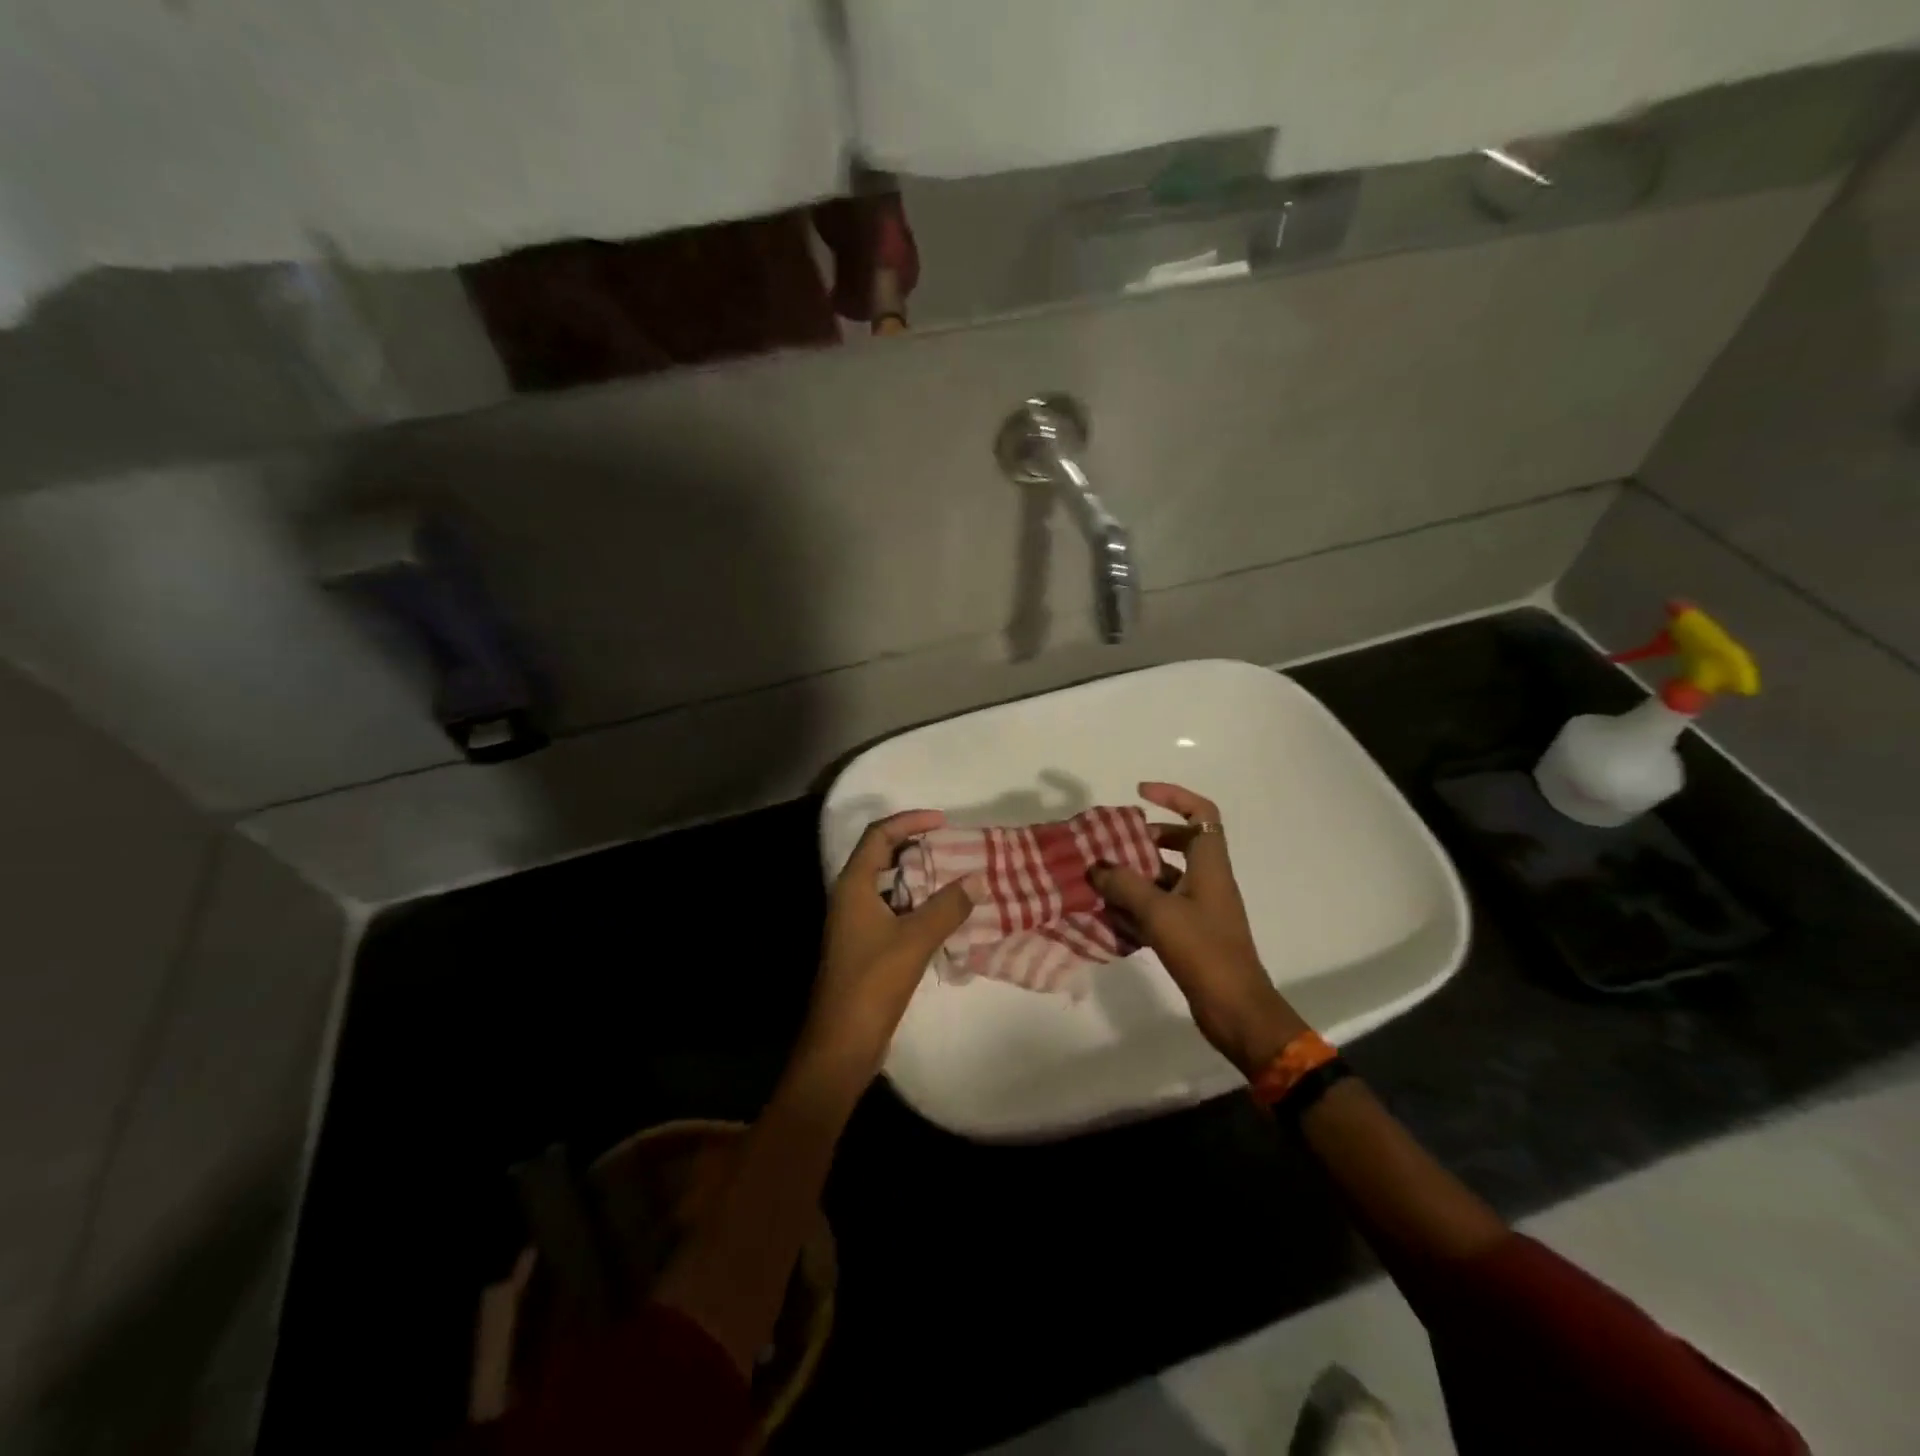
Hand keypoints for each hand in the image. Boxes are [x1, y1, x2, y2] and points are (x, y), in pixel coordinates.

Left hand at [801, 811, 974, 1083]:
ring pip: (890, 886)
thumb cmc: (872, 982)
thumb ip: (948, 906)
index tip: (943, 822)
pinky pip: (894, 911)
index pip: (879, 836)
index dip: (909, 821)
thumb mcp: (915, 939)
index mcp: (854, 886)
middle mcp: (851, 897)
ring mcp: (857, 923)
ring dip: (920, 878)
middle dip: (917, 847)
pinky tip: (945, 914)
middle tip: (953, 847)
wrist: (841, 1042)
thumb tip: (977, 879)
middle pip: (882, 857)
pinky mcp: (866, 946)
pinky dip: (918, 904)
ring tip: (956, 876)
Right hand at [1089, 782, 1309, 1075]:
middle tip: (1114, 842)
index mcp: (1210, 866)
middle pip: (1182, 842)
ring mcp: (1202, 908)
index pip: (1201, 814)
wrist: (1236, 1009)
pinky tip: (1111, 913)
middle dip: (1147, 838)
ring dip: (1137, 874)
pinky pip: (1162, 906)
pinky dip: (1138, 904)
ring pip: (1167, 877)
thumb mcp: (1158, 913)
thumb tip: (1095, 867)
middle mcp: (1208, 881)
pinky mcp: (1193, 934)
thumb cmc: (1204, 952)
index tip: (1140, 793)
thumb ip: (1124, 885)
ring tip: (1101, 878)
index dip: (1174, 796)